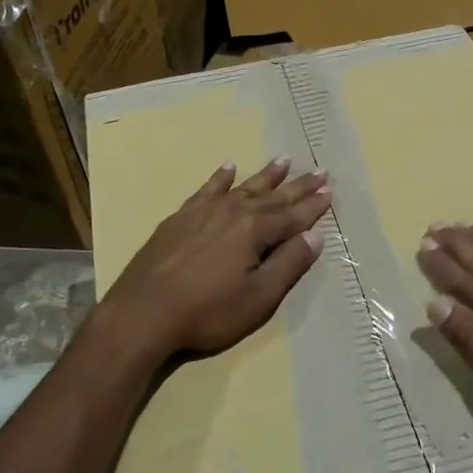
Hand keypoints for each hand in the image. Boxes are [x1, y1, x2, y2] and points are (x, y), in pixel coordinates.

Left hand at [100, 159, 329, 360]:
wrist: (143, 313)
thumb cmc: (207, 311)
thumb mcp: (259, 297)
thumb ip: (288, 264)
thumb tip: (315, 236)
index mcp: (255, 230)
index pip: (293, 215)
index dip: (313, 205)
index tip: (330, 190)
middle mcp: (232, 212)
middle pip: (272, 196)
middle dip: (297, 185)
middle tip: (318, 170)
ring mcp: (203, 212)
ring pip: (242, 187)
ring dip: (265, 176)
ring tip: (283, 160)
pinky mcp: (180, 218)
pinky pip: (206, 189)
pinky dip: (220, 178)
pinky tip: (227, 169)